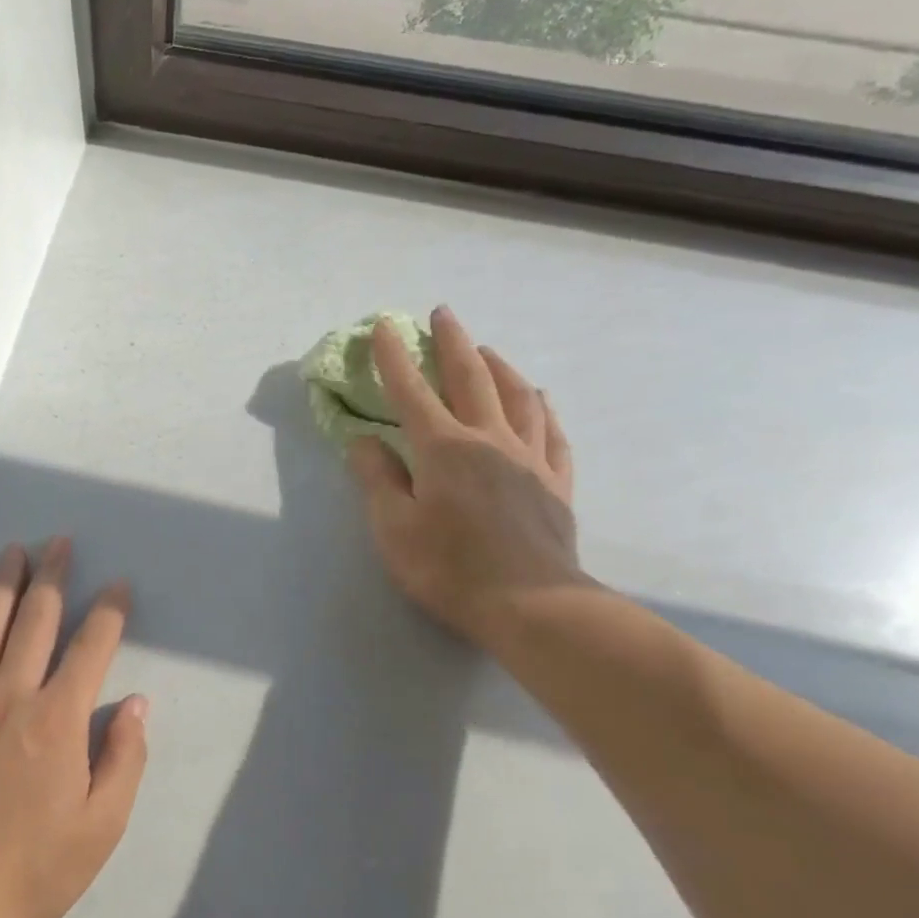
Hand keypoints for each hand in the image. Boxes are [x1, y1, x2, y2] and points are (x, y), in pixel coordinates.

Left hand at [0, 539, 147, 917]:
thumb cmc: (35, 868)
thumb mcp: (103, 826)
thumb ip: (124, 758)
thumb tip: (137, 704)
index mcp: (58, 720)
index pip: (91, 648)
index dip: (109, 612)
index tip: (118, 586)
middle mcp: (11, 698)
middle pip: (35, 622)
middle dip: (53, 577)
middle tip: (60, 542)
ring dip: (3, 586)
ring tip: (13, 551)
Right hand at [348, 307, 584, 648]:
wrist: (530, 604)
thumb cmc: (449, 568)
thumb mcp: (393, 528)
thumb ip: (377, 479)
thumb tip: (362, 440)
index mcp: (443, 448)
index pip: (411, 392)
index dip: (394, 358)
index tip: (384, 326)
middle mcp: (488, 439)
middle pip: (471, 378)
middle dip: (453, 342)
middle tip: (443, 313)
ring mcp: (529, 458)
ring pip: (518, 396)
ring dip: (500, 367)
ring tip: (488, 350)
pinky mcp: (556, 483)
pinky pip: (552, 433)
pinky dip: (543, 409)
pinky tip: (541, 399)